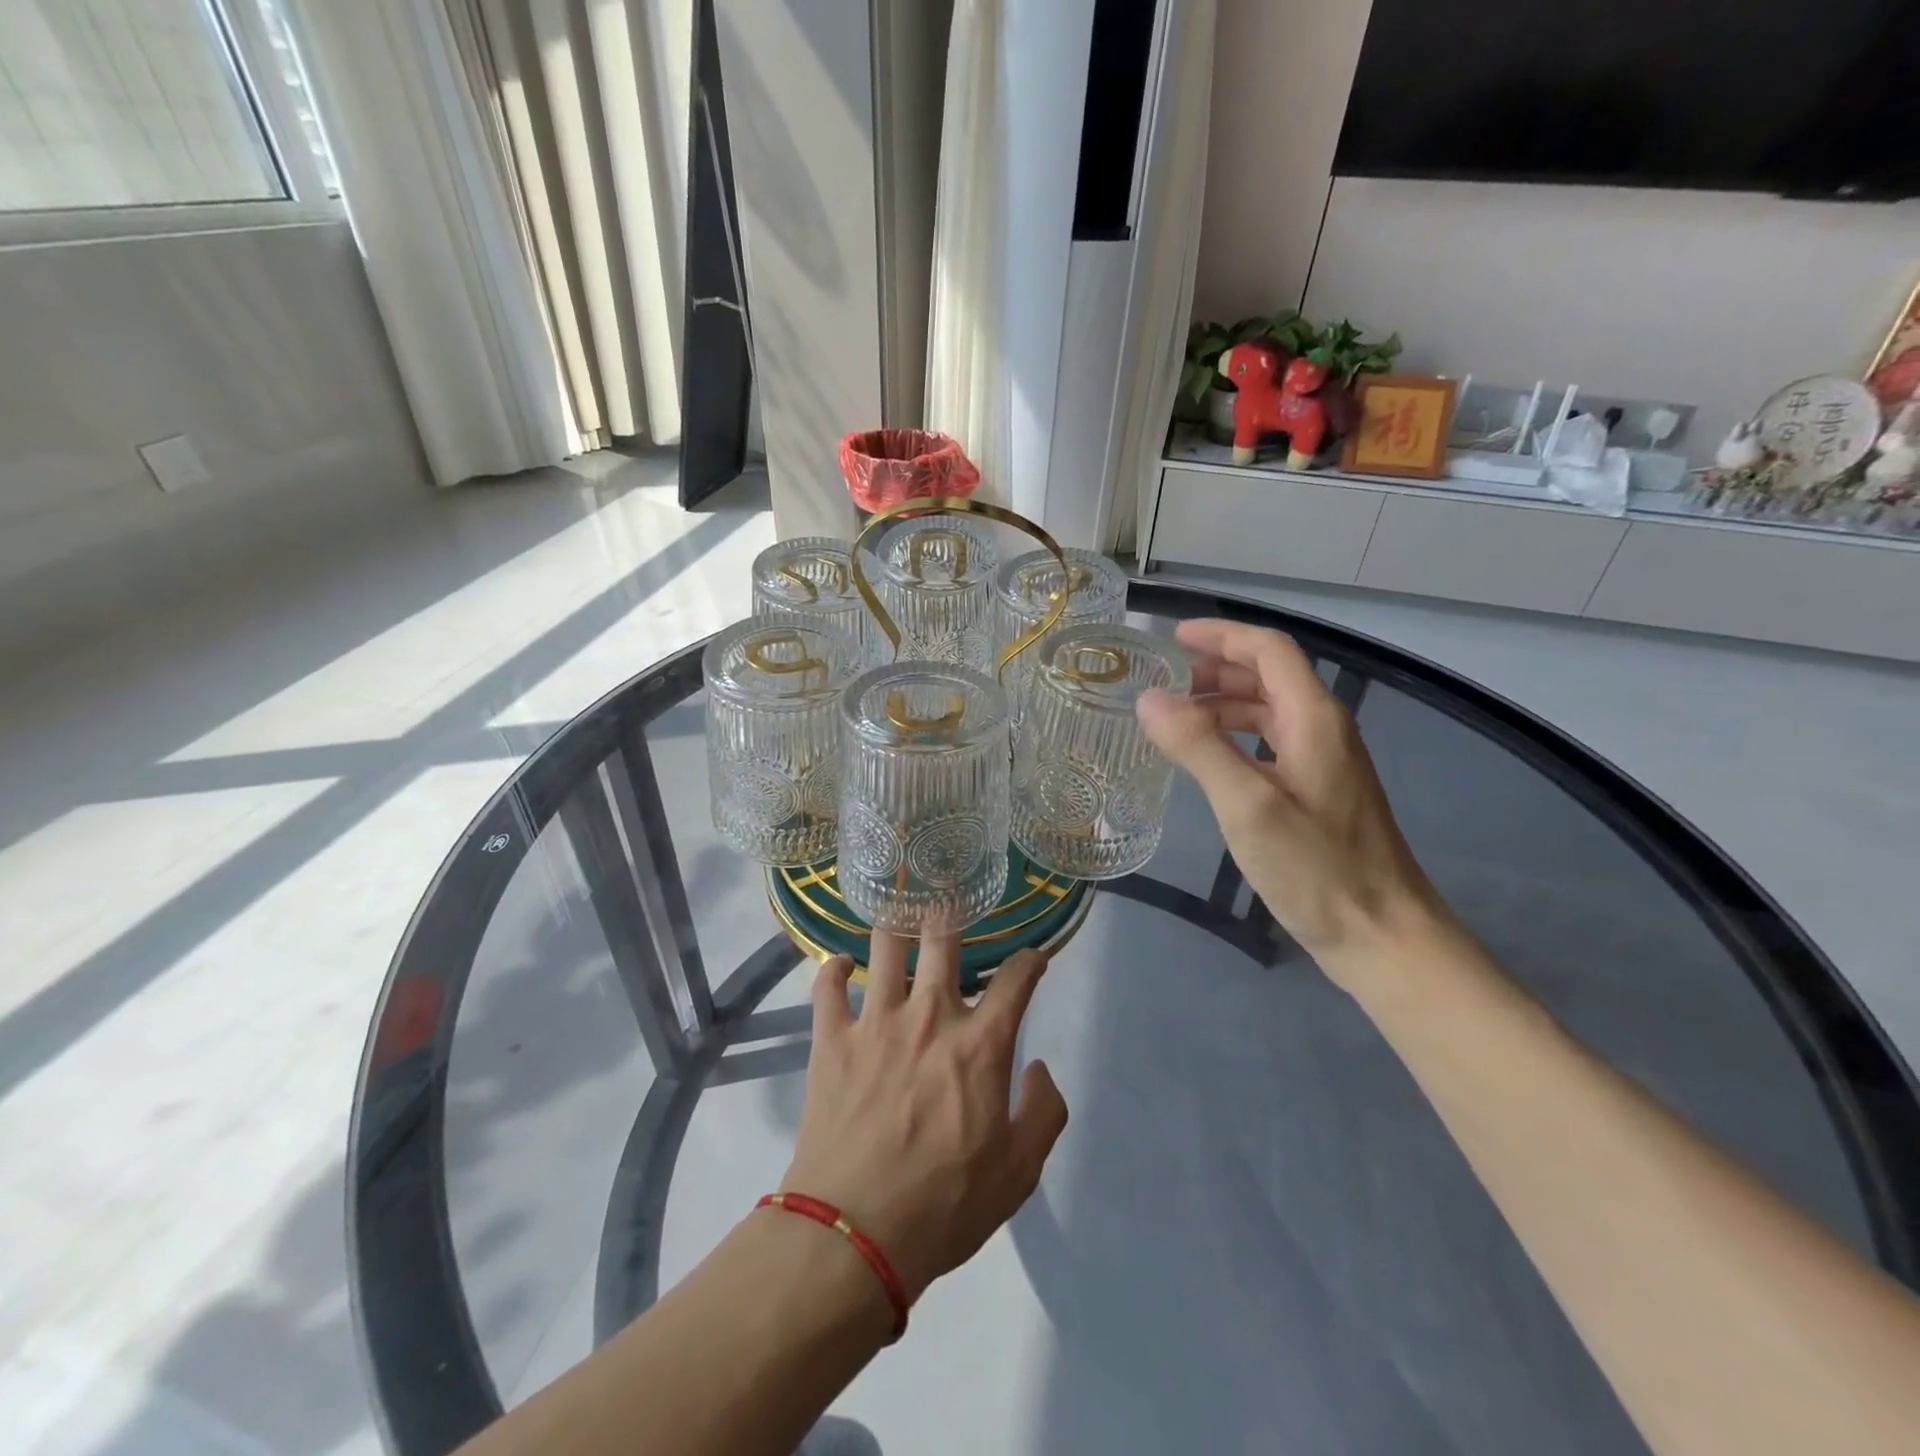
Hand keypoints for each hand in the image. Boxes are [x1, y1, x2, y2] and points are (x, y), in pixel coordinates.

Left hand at [779, 933, 1067, 1304]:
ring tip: (898, 919)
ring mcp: (876, 1021)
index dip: (1031, 959)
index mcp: (980, 1043)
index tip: (1034, 958)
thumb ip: (1043, 1113)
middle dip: (952, 916)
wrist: (855, 1234)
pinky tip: (841, 965)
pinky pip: (827, 986)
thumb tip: (1038, 1068)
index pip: (1016, 977)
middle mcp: (930, 1016)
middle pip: (943, 938)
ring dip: (894, 927)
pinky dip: (833, 969)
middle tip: (952, 911)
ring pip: (885, 946)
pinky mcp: (832, 1039)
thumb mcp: (1018, 1173)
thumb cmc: (944, 1205)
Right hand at [1136, 618, 1446, 974]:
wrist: (1381, 935)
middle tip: (1160, 684)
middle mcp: (1322, 729)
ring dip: (1221, 704)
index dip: (1221, 636)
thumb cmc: (1317, 868)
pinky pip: (1269, 743)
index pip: (1268, 650)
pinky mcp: (1317, 792)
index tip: (1171, 638)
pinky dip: (1233, 737)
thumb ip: (1198, 747)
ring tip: (1172, 720)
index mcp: (1313, 718)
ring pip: (1267, 711)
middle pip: (1267, 676)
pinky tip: (1206, 760)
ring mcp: (1322, 762)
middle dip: (1213, 670)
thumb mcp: (1248, 805)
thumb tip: (1148, 699)